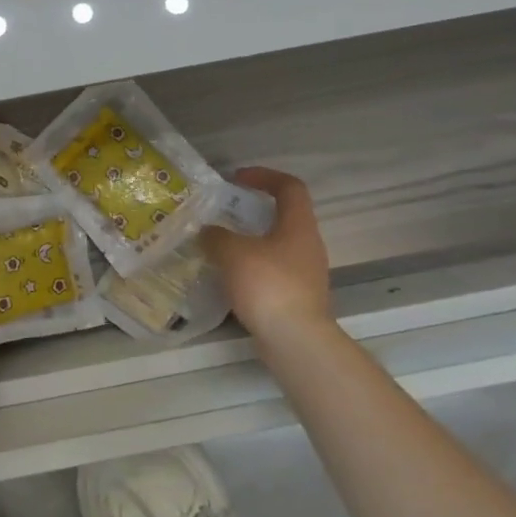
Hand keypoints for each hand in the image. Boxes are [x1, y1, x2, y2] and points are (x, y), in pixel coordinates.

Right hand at [202, 167, 335, 339]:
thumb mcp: (232, 253)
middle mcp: (307, 244)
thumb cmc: (268, 285)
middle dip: (253, 211)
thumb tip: (208, 232)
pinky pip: (273, 271)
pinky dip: (252, 268)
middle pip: (284, 216)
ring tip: (220, 247)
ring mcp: (306, 273)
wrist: (295, 340)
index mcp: (298, 225)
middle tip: (224, 215)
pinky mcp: (298, 297)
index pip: (289, 187)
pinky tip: (230, 278)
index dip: (264, 176)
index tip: (237, 179)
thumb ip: (216, 237)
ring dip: (250, 242)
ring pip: (277, 246)